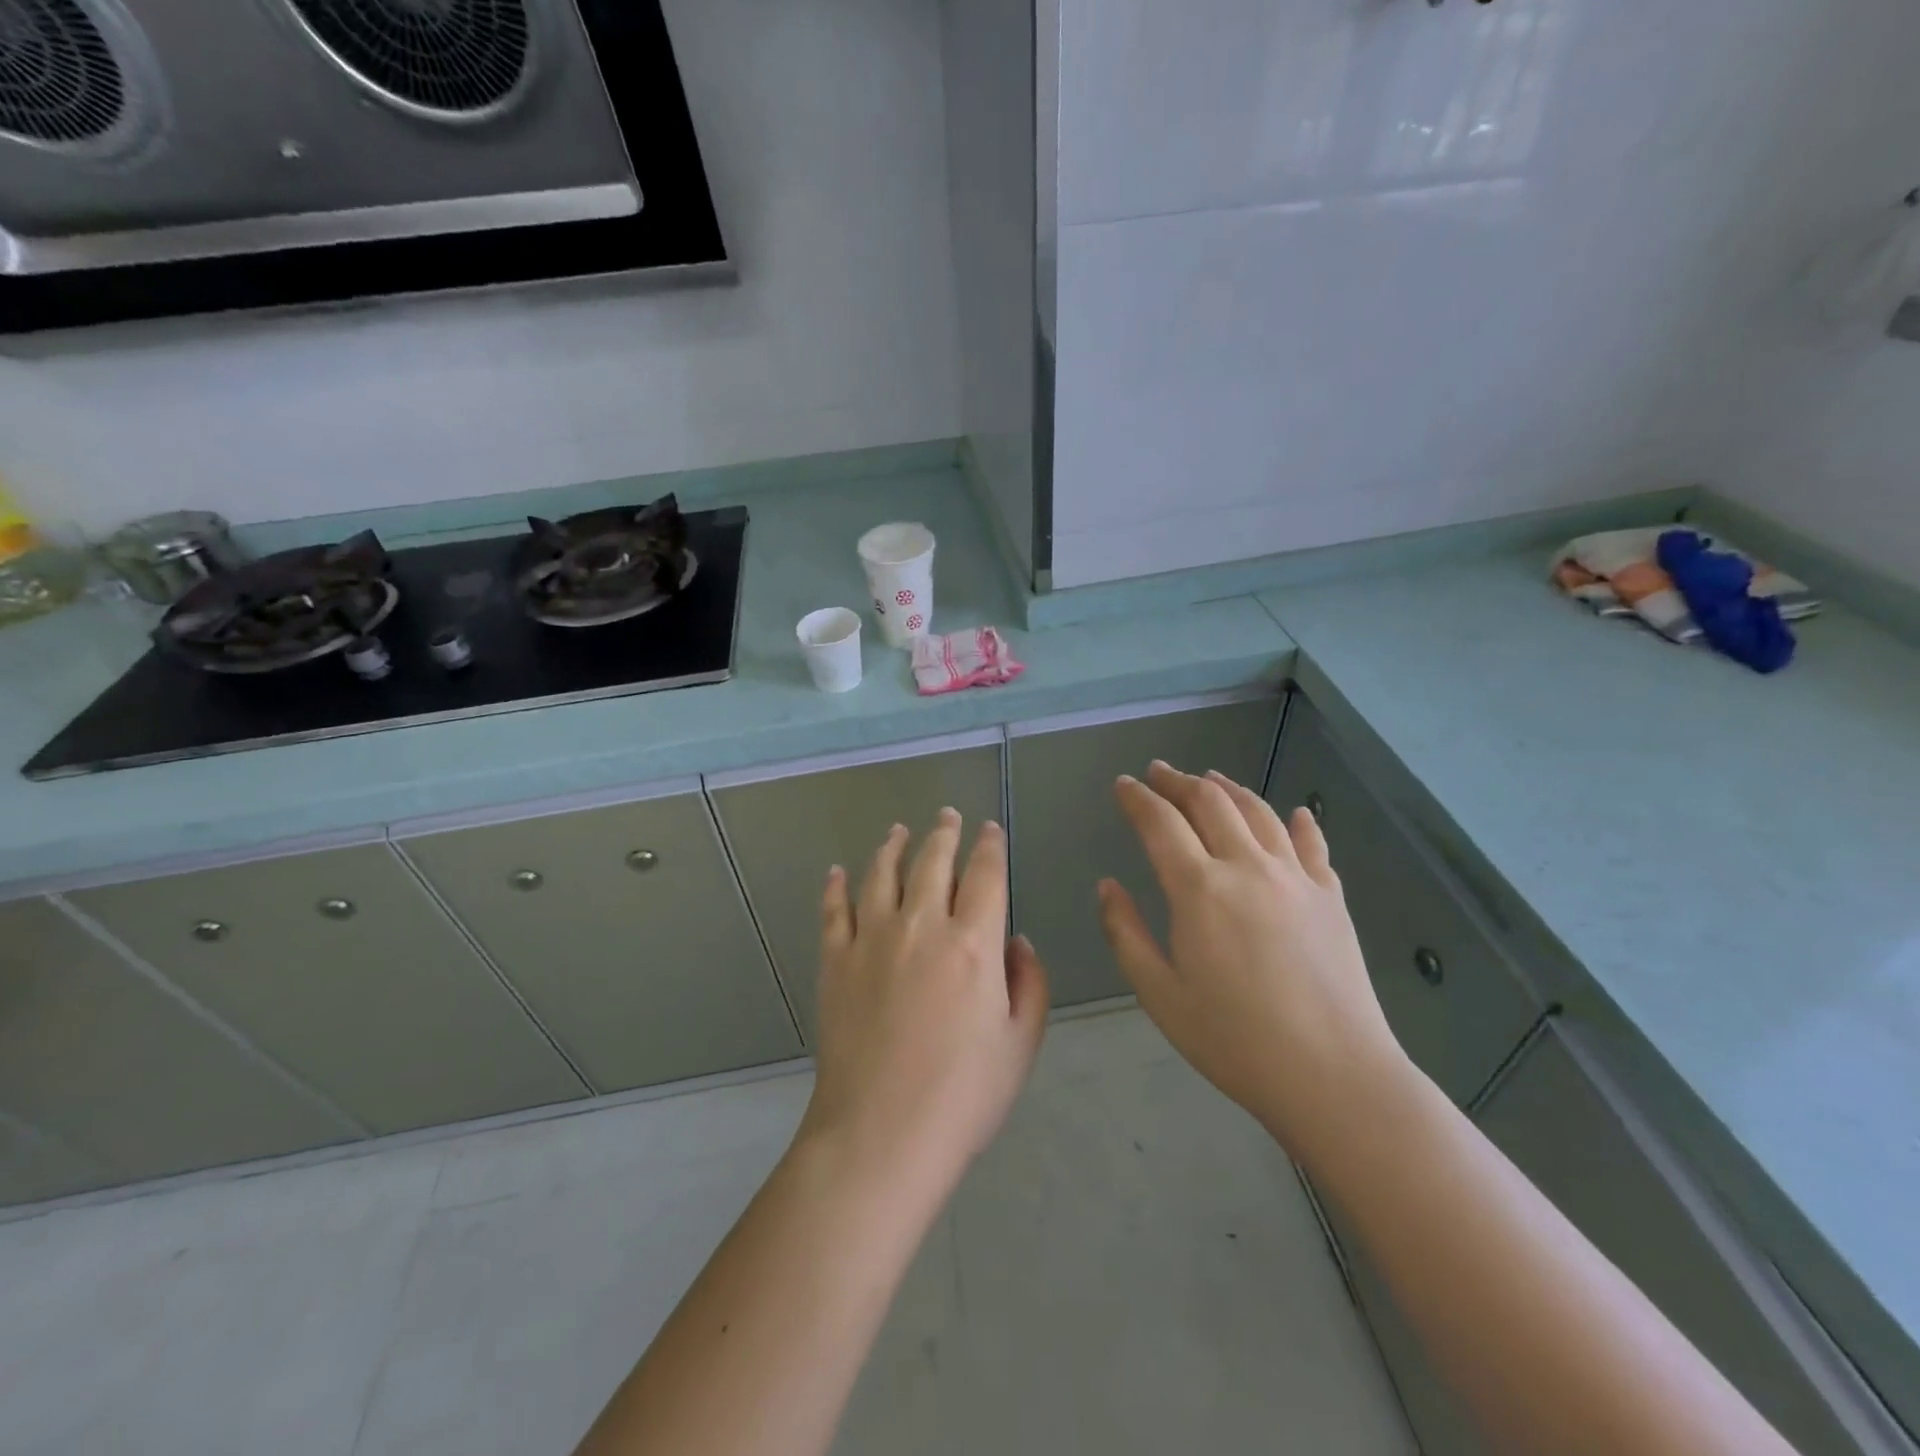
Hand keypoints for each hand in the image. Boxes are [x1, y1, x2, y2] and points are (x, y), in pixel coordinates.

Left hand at [800, 810, 1049, 1191]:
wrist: (880, 1134)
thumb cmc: (962, 1096)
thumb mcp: (1019, 1044)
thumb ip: (1029, 984)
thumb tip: (1016, 941)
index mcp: (973, 943)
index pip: (985, 875)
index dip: (990, 847)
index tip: (989, 830)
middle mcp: (921, 926)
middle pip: (933, 862)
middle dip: (944, 833)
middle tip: (947, 816)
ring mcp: (871, 939)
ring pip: (882, 873)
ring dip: (893, 846)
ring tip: (898, 830)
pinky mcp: (835, 961)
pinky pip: (833, 910)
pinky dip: (835, 886)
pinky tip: (836, 872)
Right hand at [1097, 762, 1413, 1166]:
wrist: (1334, 1076)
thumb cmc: (1234, 1040)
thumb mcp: (1159, 995)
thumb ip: (1125, 934)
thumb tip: (1107, 886)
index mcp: (1199, 890)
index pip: (1160, 823)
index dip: (1137, 798)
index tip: (1123, 784)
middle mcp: (1247, 868)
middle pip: (1210, 803)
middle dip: (1179, 781)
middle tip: (1159, 772)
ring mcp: (1296, 878)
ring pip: (1258, 812)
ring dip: (1229, 789)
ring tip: (1210, 779)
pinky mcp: (1331, 897)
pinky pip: (1312, 845)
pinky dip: (1299, 822)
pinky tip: (1296, 813)